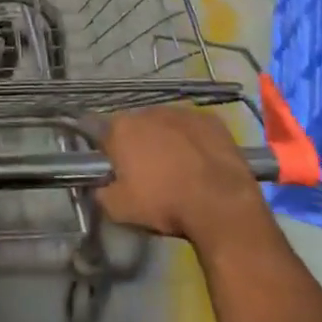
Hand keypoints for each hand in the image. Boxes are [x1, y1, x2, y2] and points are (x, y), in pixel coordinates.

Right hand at [97, 107, 271, 252]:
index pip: (101, 133)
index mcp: (121, 128)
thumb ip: (102, 193)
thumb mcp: (120, 210)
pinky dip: (193, 140)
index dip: (106, 151)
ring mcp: (182, 112)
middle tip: (147, 171)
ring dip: (166, 139)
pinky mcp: (210, 120)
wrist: (221, 204)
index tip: (113, 167)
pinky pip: (193, 128)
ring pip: (165, 124)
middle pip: (135, 126)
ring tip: (177, 167)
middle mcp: (148, 111)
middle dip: (138, 143)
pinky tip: (200, 161)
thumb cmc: (165, 203)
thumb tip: (100, 186)